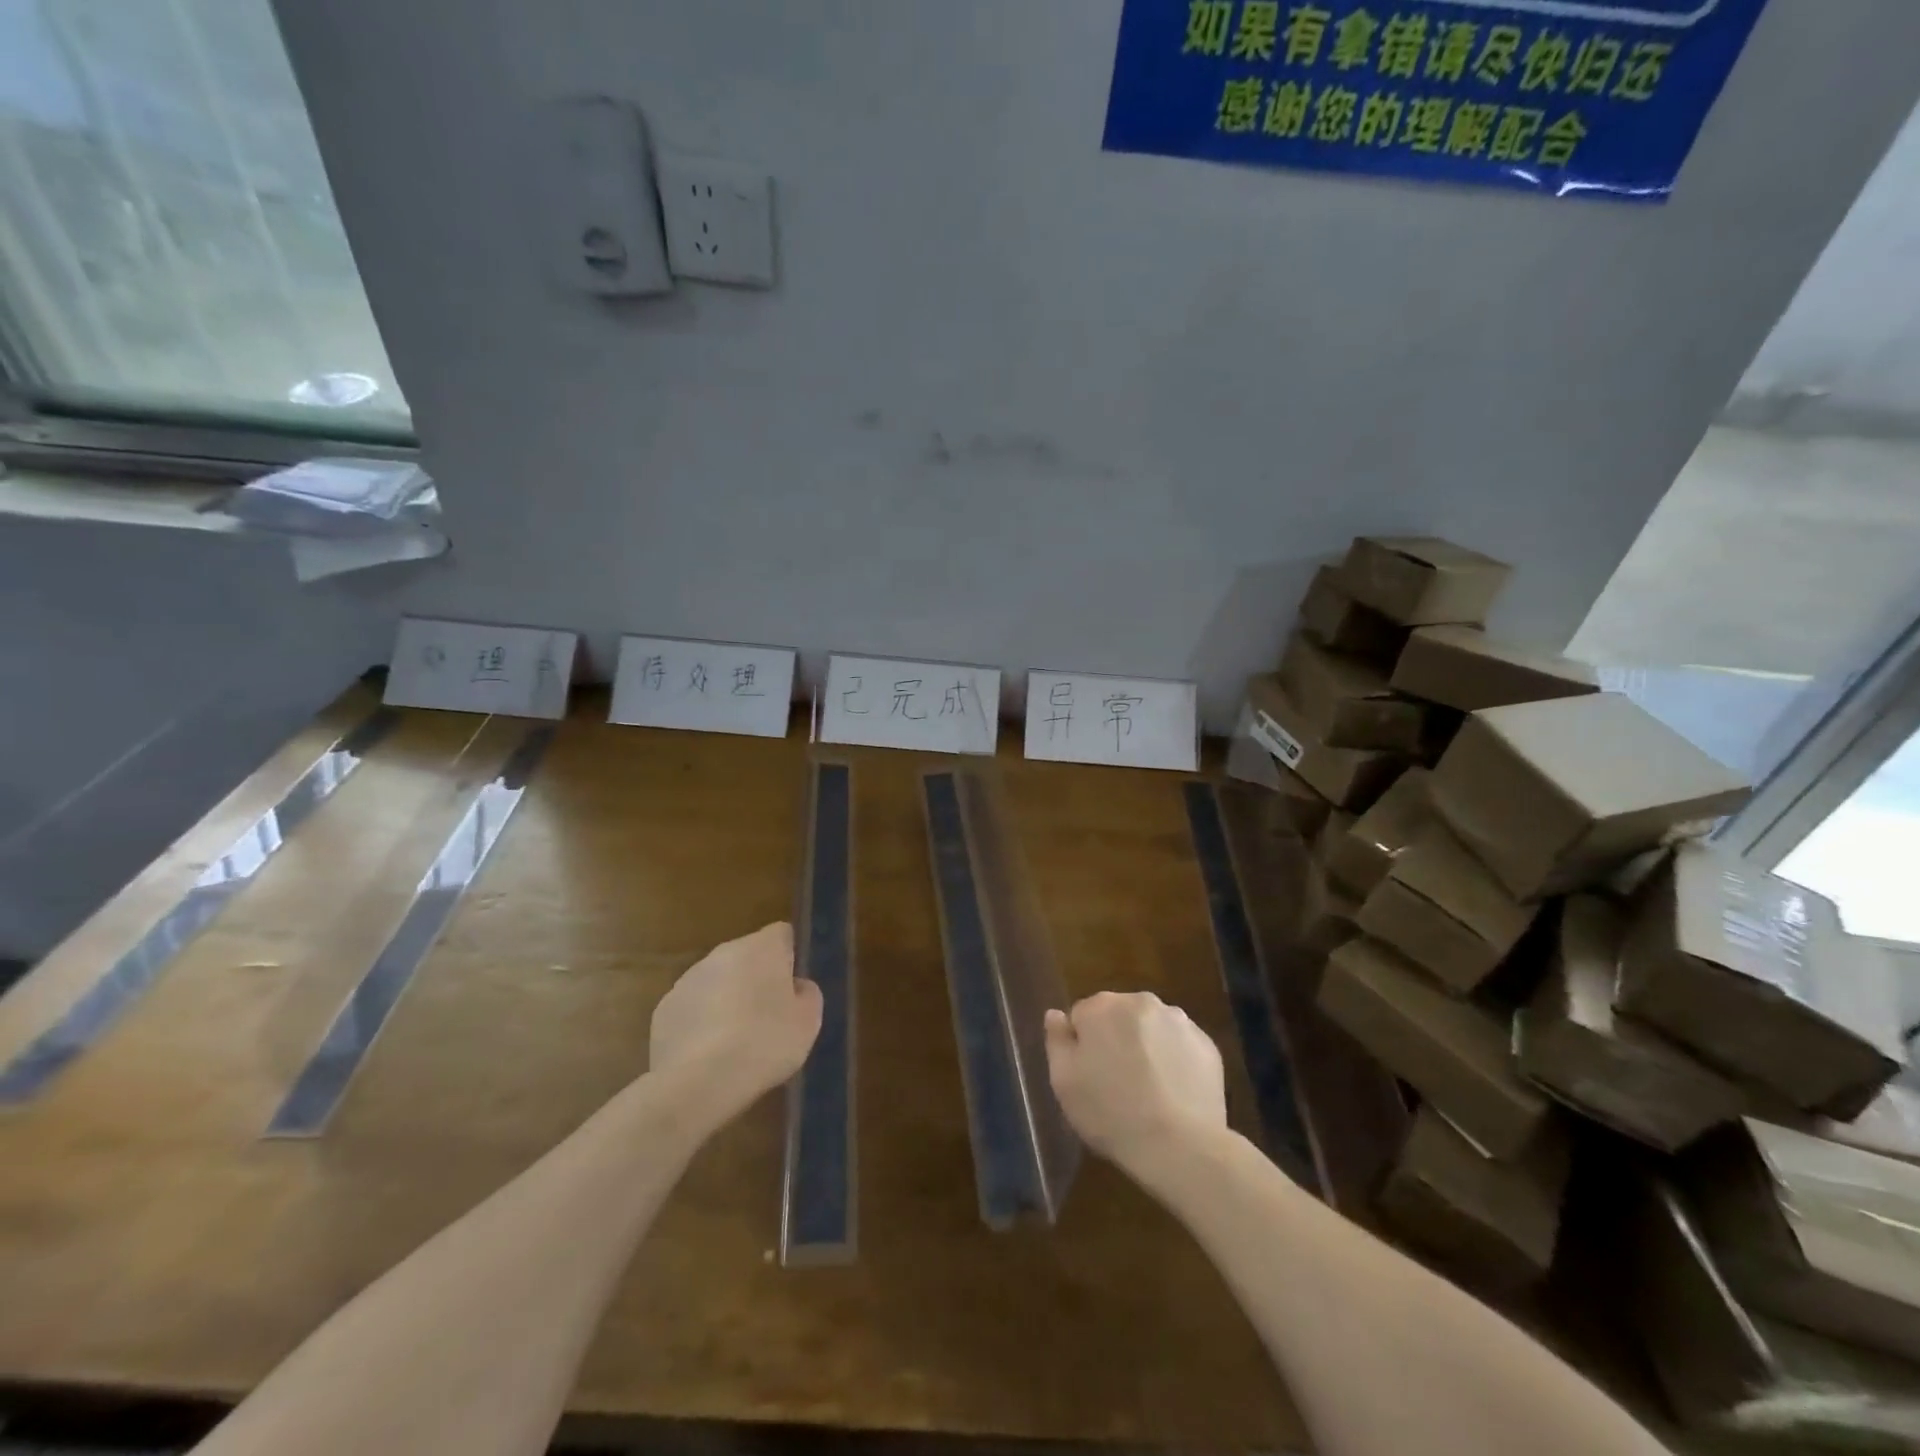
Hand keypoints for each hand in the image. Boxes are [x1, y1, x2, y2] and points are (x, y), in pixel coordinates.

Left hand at [650, 922, 822, 1123]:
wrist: (697, 1083)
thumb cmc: (764, 1043)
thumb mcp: (808, 1022)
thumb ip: (807, 994)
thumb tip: (795, 987)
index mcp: (761, 947)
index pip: (782, 934)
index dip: (790, 958)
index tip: (792, 989)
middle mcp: (722, 953)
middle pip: (747, 957)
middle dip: (757, 979)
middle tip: (769, 1017)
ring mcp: (688, 980)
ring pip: (718, 982)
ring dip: (728, 1000)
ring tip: (737, 1042)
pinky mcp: (664, 1010)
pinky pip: (693, 1008)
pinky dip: (702, 1023)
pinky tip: (709, 1055)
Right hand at [1045, 991, 1226, 1171]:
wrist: (1180, 1146)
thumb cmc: (1111, 1113)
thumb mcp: (1064, 1082)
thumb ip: (1056, 1040)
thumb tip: (1056, 1014)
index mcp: (1102, 1006)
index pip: (1082, 1016)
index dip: (1083, 1046)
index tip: (1089, 1075)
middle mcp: (1141, 1001)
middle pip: (1119, 1016)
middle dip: (1116, 1039)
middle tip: (1117, 1083)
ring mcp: (1179, 1020)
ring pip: (1151, 1028)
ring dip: (1146, 1046)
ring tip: (1148, 1090)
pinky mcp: (1207, 1044)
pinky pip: (1180, 1045)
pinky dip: (1175, 1060)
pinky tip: (1173, 1092)